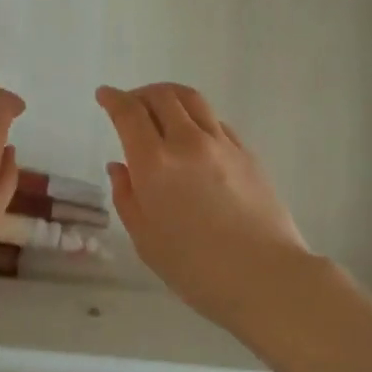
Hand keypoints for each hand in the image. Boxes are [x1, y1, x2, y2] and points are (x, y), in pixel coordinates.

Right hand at [97, 82, 311, 329]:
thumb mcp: (146, 240)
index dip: (113, 98)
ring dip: (169, 95)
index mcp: (155, 163)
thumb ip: (127, 197)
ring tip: (161, 105)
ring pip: (190, 98)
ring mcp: (220, 143)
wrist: (267, 277)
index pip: (129, 113)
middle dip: (139, 94)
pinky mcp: (246, 151)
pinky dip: (196, 116)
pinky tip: (194, 133)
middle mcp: (186, 141)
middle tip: (130, 104)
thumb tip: (119, 167)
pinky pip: (214, 120)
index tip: (104, 95)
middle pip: (160, 96)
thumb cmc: (197, 269)